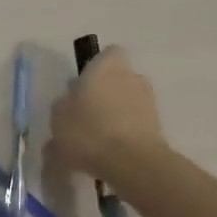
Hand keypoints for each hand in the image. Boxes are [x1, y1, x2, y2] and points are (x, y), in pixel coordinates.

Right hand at [48, 45, 165, 180]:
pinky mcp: (158, 126)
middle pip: (118, 79)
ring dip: (116, 114)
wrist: (132, 163)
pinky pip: (136, 124)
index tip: (83, 86)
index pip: (108, 54)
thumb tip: (70, 102)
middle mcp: (131, 76)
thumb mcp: (58, 117)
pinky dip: (125, 133)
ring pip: (128, 102)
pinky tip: (109, 153)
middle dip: (105, 93)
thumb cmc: (88, 131)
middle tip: (86, 115)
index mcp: (105, 66)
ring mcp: (148, 101)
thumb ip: (63, 105)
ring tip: (97, 139)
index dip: (96, 67)